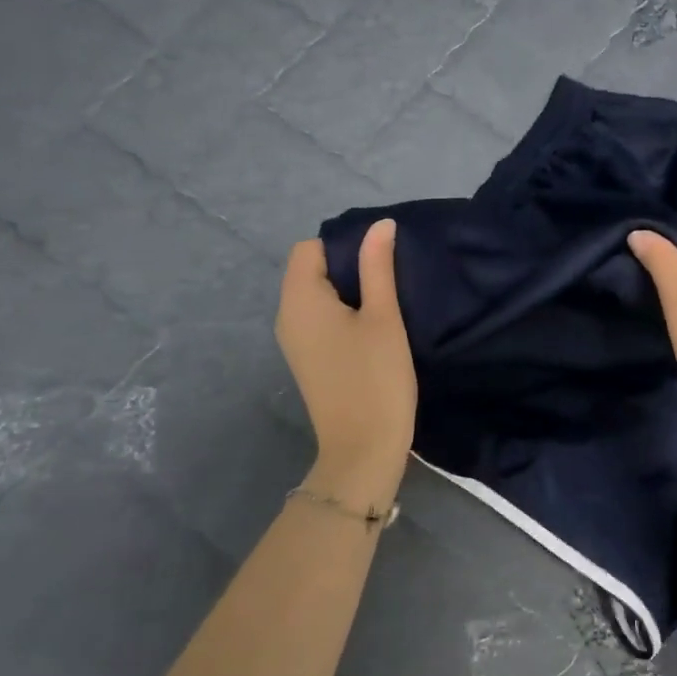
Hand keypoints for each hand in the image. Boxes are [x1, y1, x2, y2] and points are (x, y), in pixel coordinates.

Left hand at [276, 219, 416, 509]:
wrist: (362, 450)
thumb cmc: (375, 379)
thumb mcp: (383, 317)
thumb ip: (378, 267)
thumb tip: (380, 225)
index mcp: (299, 299)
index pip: (309, 248)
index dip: (344, 244)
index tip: (380, 259)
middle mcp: (287, 316)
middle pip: (309, 270)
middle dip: (347, 266)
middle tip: (389, 278)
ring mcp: (294, 341)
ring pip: (316, 295)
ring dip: (347, 291)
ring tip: (385, 301)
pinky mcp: (307, 359)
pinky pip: (318, 319)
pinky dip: (341, 313)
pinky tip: (372, 327)